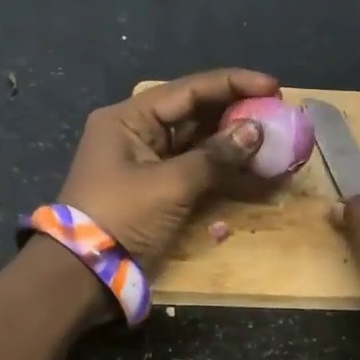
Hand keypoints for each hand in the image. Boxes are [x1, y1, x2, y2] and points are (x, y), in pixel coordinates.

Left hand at [58, 69, 277, 264]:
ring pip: (197, 139)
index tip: (273, 86)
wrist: (83, 275)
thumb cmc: (122, 218)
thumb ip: (215, 157)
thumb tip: (255, 132)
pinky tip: (251, 163)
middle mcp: (137, 131)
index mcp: (129, 119)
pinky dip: (221, 164)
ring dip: (232, 137)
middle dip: (235, 109)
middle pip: (193, 111)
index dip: (233, 84)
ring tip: (271, 134)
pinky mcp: (156, 186)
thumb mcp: (170, 185)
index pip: (188, 89)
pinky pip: (194, 165)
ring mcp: (146, 160)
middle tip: (277, 110)